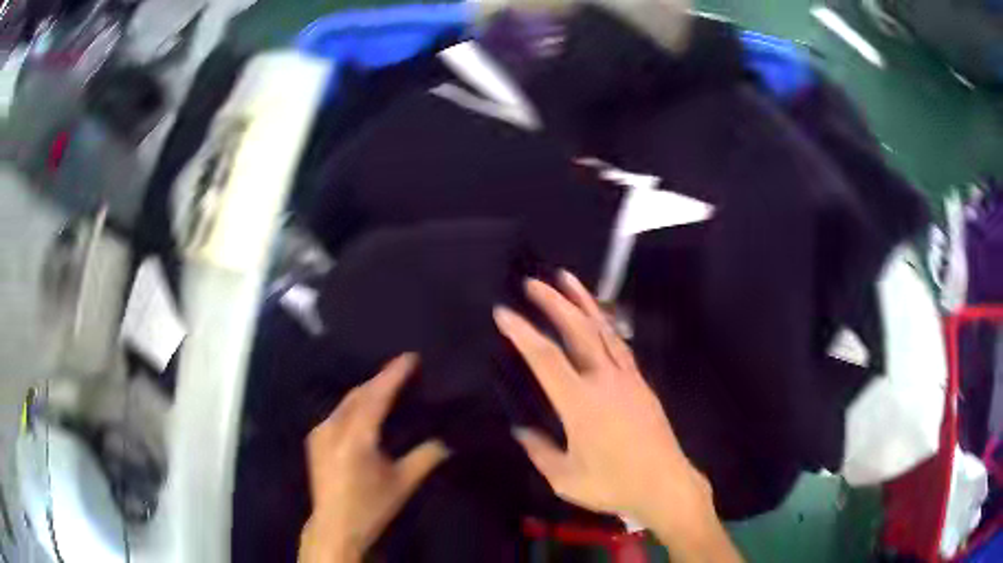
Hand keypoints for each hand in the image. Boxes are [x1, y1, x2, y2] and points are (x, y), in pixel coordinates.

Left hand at [299, 354, 449, 562]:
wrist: (334, 526)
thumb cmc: (371, 507)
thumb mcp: (402, 484)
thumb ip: (425, 458)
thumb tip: (445, 441)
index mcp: (356, 438)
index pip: (376, 397)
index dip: (393, 375)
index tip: (410, 357)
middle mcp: (334, 428)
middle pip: (359, 394)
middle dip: (380, 379)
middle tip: (402, 369)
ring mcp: (320, 432)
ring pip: (346, 402)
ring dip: (367, 391)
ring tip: (387, 385)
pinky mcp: (315, 440)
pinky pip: (337, 413)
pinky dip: (354, 405)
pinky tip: (364, 408)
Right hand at [494, 271, 741, 562]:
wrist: (665, 483)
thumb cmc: (613, 484)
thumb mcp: (565, 479)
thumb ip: (539, 451)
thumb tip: (520, 430)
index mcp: (580, 403)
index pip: (545, 358)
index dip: (522, 332)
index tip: (503, 312)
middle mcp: (604, 380)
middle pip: (578, 330)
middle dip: (554, 302)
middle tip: (533, 282)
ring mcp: (627, 377)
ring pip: (603, 329)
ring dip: (583, 301)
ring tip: (567, 279)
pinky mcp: (641, 382)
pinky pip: (619, 343)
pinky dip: (605, 323)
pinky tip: (599, 317)